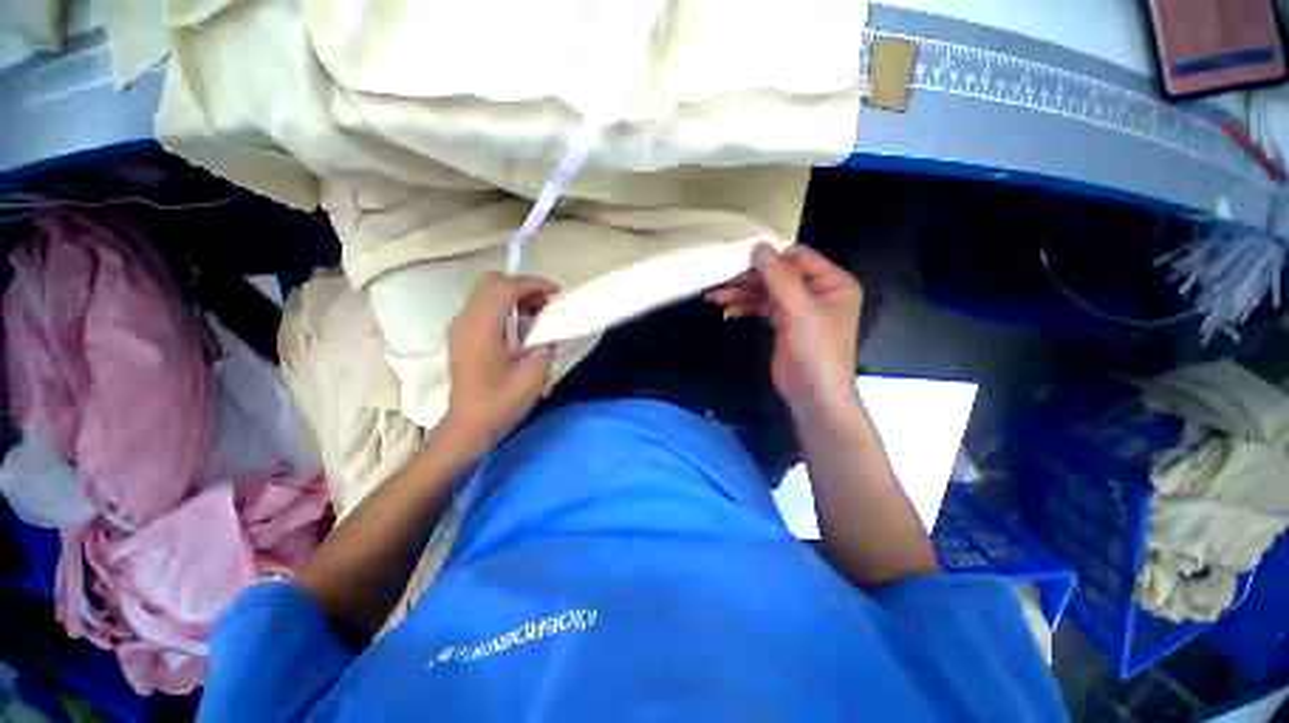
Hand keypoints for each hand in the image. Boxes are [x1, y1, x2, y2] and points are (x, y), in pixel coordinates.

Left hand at [443, 272, 557, 450]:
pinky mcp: (463, 336)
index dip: (532, 284)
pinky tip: (522, 330)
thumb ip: (544, 346)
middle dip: (523, 287)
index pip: (503, 287)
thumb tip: (551, 331)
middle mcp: (466, 321)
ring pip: (487, 294)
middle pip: (491, 283)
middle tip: (546, 305)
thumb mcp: (532, 377)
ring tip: (538, 316)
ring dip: (515, 297)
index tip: (556, 294)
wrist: (468, 428)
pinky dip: (506, 309)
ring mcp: (461, 328)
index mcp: (481, 329)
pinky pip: (485, 309)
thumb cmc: (499, 404)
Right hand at [708, 244, 862, 418]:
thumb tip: (759, 246)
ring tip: (716, 298)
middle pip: (778, 274)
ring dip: (742, 293)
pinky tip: (729, 310)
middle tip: (721, 281)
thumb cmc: (816, 352)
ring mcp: (799, 308)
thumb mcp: (799, 311)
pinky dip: (746, 306)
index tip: (739, 262)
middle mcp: (817, 291)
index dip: (770, 259)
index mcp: (832, 282)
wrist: (813, 395)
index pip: (798, 257)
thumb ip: (780, 278)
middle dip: (749, 279)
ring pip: (767, 291)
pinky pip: (763, 306)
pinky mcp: (784, 323)